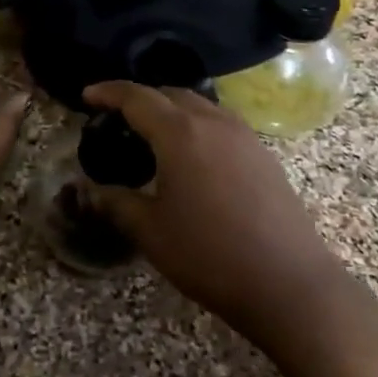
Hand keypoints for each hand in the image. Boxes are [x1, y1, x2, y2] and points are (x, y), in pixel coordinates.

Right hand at [82, 82, 339, 344]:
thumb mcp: (151, 231)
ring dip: (171, 110)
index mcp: (180, 133)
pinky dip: (196, 125)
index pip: (137, 97)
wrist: (290, 284)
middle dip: (140, 98)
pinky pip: (221, 123)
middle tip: (117, 119)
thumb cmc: (210, 255)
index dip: (108, 92)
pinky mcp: (264, 155)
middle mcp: (213, 122)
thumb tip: (88, 191)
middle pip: (170, 93)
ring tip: (152, 135)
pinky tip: (191, 157)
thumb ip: (115, 203)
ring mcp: (244, 136)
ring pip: (200, 105)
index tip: (88, 95)